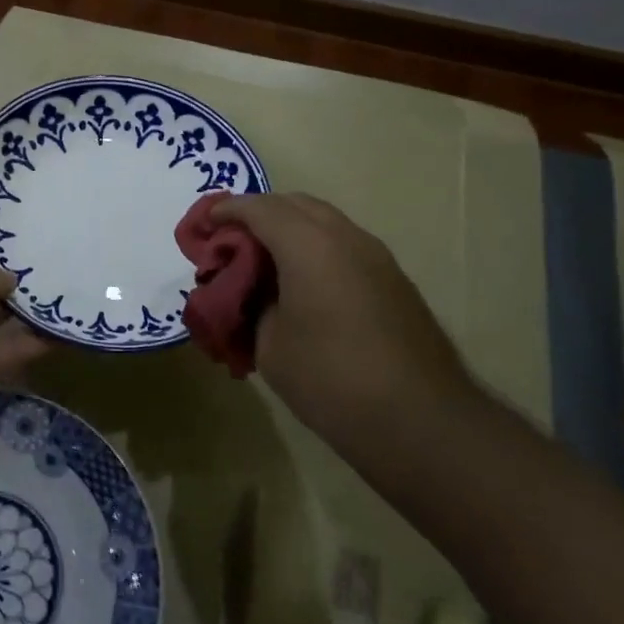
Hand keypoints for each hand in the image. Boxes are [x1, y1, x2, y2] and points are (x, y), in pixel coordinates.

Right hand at [211, 192, 475, 451]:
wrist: (419, 419)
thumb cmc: (331, 380)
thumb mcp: (270, 345)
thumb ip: (254, 304)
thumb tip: (256, 291)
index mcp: (308, 245)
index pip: (259, 208)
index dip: (227, 211)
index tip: (204, 225)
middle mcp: (344, 237)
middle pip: (294, 204)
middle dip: (259, 214)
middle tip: (232, 240)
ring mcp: (375, 255)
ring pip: (323, 221)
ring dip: (290, 228)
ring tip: (265, 260)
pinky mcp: (393, 278)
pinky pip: (343, 243)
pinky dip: (315, 247)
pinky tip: (303, 281)